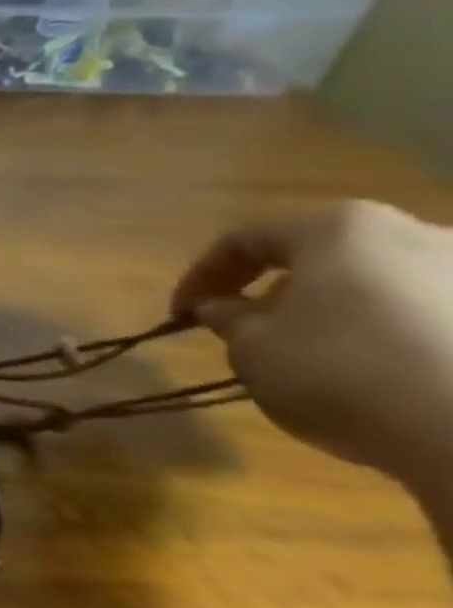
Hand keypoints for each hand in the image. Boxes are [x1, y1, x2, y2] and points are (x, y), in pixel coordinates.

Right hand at [172, 201, 452, 488]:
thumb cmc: (344, 373)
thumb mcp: (253, 350)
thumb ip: (229, 319)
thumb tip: (221, 308)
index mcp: (340, 228)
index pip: (244, 239)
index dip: (200, 276)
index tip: (180, 314)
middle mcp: (418, 232)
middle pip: (323, 256)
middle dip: (278, 292)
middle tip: (251, 334)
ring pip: (384, 285)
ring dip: (340, 313)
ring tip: (320, 360)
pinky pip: (434, 318)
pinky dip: (398, 338)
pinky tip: (388, 379)